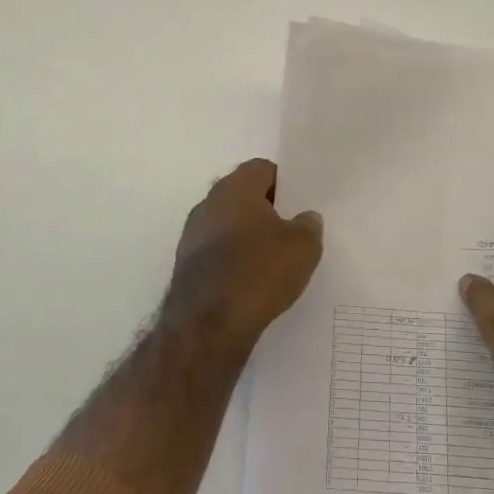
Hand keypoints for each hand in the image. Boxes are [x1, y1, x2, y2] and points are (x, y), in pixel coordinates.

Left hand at [168, 158, 323, 347]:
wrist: (208, 323)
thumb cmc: (259, 271)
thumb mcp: (303, 247)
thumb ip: (308, 226)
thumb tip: (305, 218)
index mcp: (235, 187)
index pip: (262, 169)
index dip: (284, 184)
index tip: (300, 204)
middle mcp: (208, 203)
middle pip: (243, 196)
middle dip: (266, 210)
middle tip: (291, 231)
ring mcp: (192, 235)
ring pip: (228, 225)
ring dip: (248, 237)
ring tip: (274, 260)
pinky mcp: (185, 265)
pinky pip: (217, 252)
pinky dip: (233, 260)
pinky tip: (251, 282)